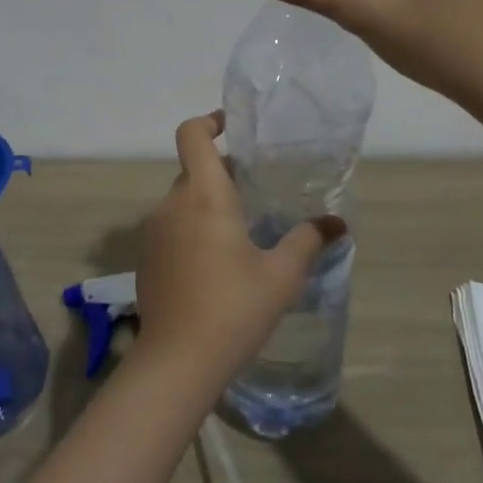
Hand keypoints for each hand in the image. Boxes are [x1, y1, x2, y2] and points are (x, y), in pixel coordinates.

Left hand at [133, 112, 346, 388]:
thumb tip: (336, 224)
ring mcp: (154, 231)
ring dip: (207, 204)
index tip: (231, 126)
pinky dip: (192, 230)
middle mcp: (172, 204)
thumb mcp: (281, 276)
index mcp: (204, 195)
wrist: (177, 361)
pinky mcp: (147, 258)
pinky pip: (172, 228)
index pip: (192, 135)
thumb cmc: (233, 308)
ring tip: (240, 231)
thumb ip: (307, 241)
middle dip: (221, 173)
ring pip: (182, 201)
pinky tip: (215, 265)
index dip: (209, 121)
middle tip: (254, 189)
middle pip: (193, 170)